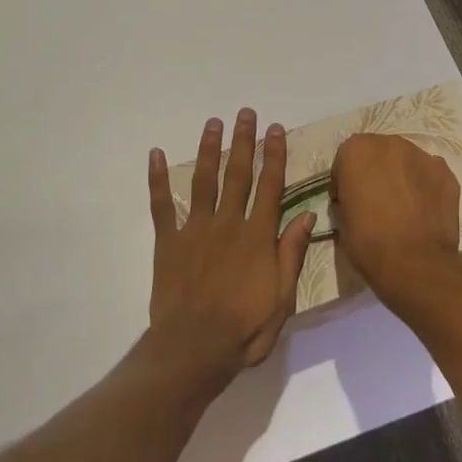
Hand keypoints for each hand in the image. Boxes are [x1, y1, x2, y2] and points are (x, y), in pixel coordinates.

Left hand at [147, 108, 316, 380]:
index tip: (276, 129)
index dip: (274, 156)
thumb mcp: (283, 297)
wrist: (194, 348)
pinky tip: (154, 155)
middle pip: (237, 174)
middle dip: (243, 142)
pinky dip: (157, 180)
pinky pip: (161, 205)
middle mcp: (227, 224)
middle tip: (245, 113)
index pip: (270, 186)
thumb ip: (292, 253)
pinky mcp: (168, 241)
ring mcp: (195, 230)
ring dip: (208, 149)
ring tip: (213, 123)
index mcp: (257, 236)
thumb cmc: (244, 328)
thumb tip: (308, 215)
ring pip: (204, 180)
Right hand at [331, 133, 461, 308]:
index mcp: (357, 150)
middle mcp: (390, 143)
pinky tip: (422, 211)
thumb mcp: (341, 218)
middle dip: (376, 171)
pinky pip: (429, 175)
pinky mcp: (447, 174)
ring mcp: (423, 156)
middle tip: (376, 200)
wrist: (414, 264)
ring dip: (401, 176)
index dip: (346, 180)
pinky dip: (425, 187)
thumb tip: (356, 198)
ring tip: (403, 206)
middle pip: (379, 153)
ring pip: (406, 162)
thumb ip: (347, 195)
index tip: (348, 200)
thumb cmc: (368, 241)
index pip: (346, 158)